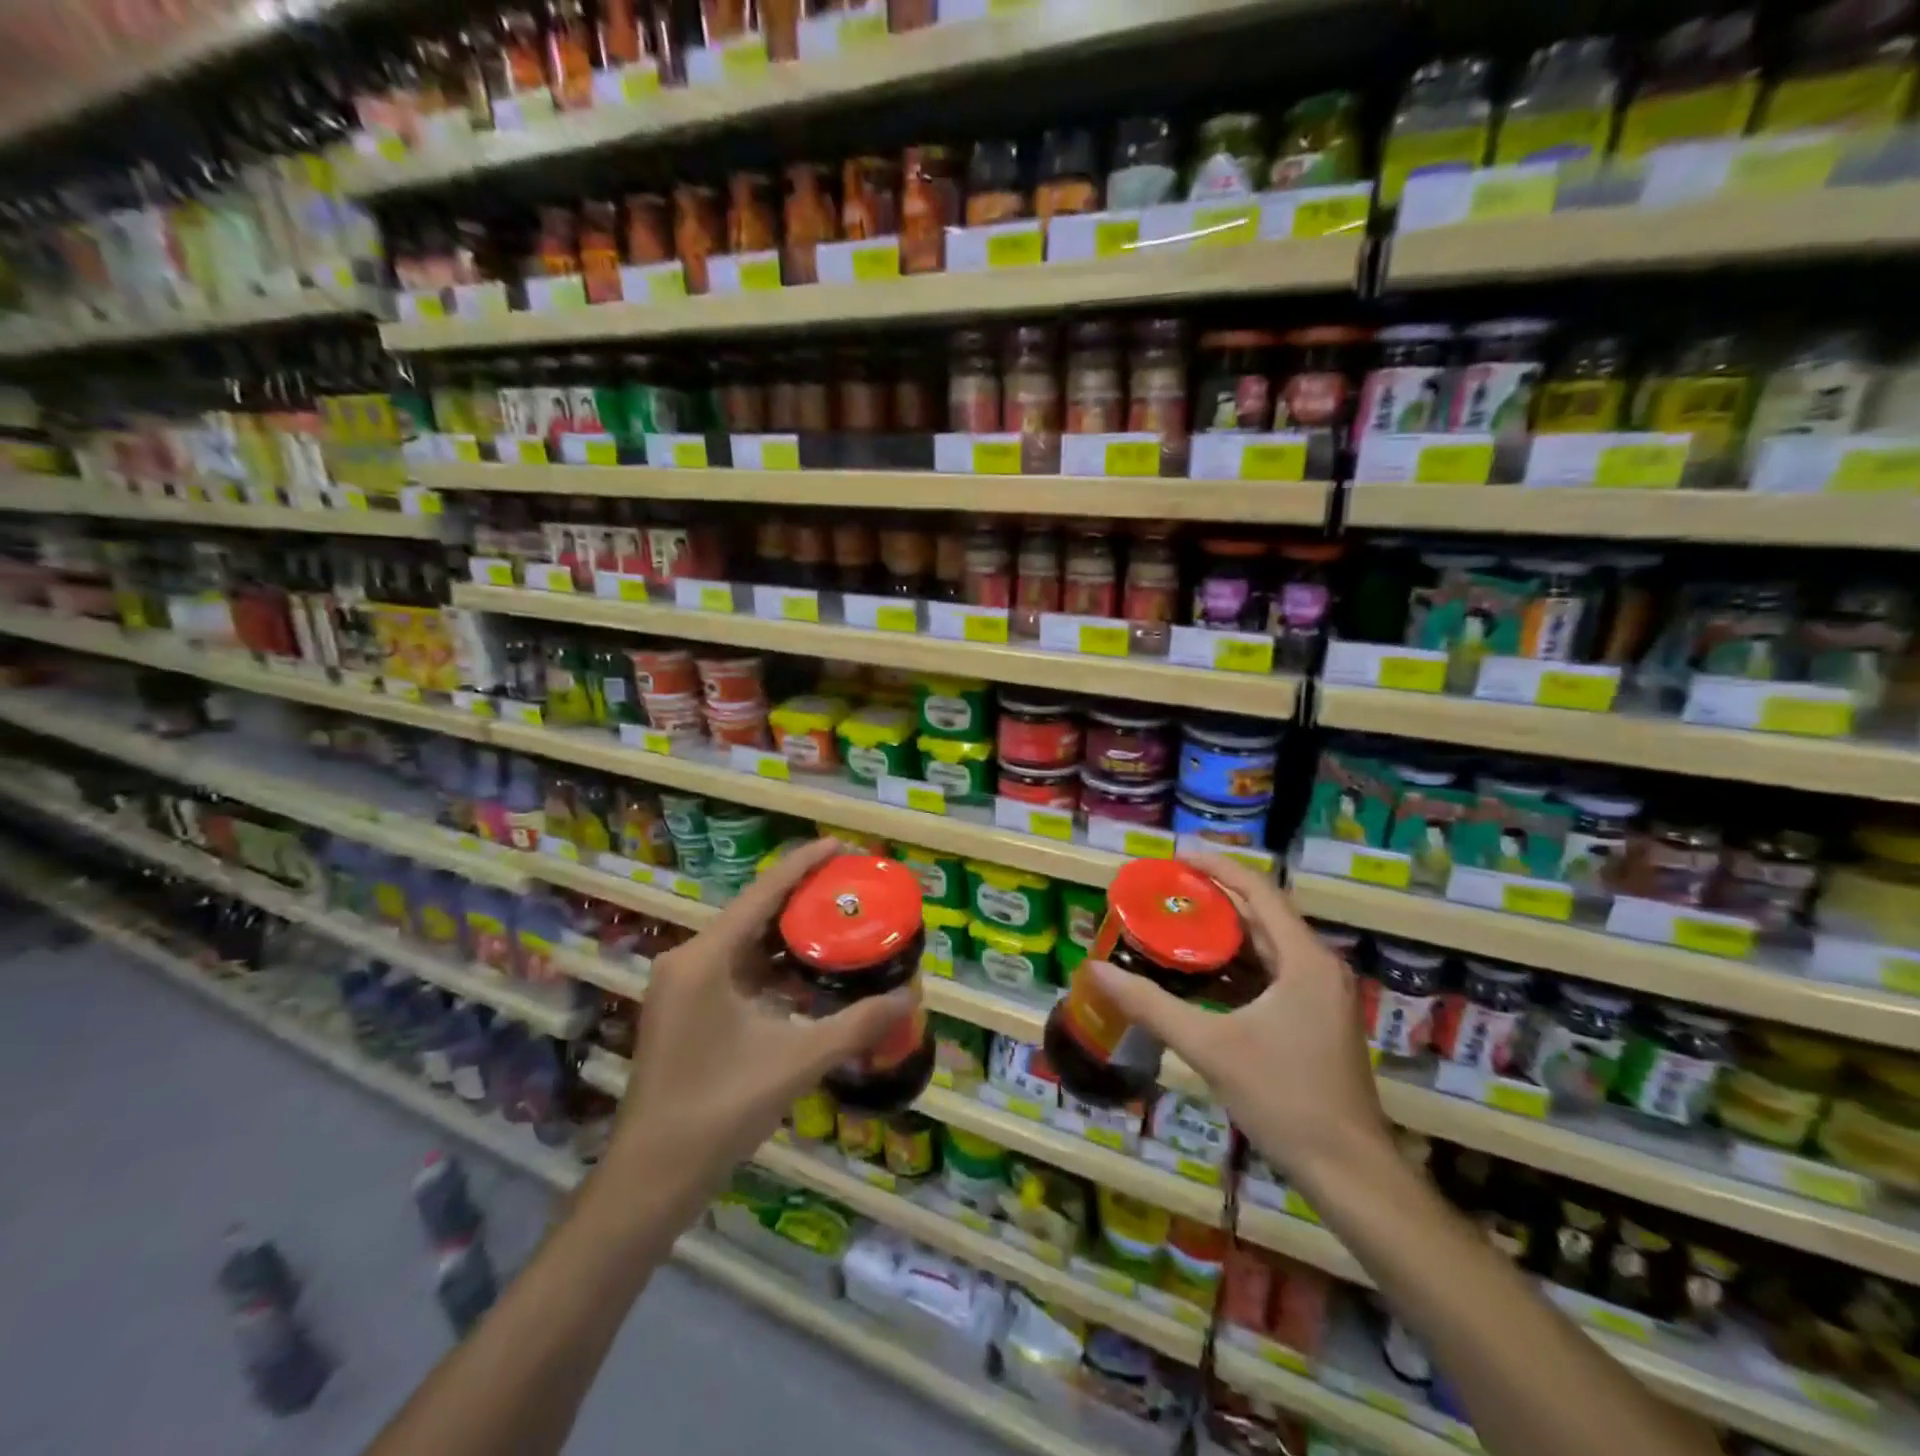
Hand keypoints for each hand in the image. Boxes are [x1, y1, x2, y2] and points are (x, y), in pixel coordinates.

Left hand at [599, 839, 918, 1201]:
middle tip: (851, 887)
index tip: (841, 845)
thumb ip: (856, 1025)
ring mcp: (682, 987)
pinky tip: (808, 972)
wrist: (651, 1178)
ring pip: (745, 944)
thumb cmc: (719, 1110)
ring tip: (838, 921)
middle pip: (754, 913)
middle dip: (802, 898)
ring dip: (788, 935)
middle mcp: (688, 960)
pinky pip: (736, 970)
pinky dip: (772, 967)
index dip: (804, 864)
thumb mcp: (796, 1062)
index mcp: (705, 958)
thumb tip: (911, 999)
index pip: (763, 893)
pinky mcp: (685, 1010)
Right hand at [1088, 854, 1390, 1188]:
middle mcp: (1318, 967)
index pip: (1259, 891)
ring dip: (1225, 934)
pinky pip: (1272, 974)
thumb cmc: (1284, 1098)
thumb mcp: (1210, 1046)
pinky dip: (1237, 966)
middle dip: (1215, 899)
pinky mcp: (1316, 1020)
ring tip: (1175, 924)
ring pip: (1267, 947)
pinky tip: (1201, 975)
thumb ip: (1151, 1006)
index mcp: (1304, 960)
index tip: (1177, 858)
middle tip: (1167, 892)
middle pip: (1263, 915)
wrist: (1349, 1173)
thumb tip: (1097, 971)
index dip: (1218, 867)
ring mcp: (1321, 996)